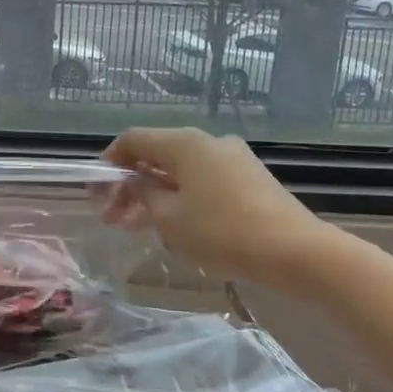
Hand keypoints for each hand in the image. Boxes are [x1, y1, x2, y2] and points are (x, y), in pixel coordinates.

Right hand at [100, 127, 330, 283]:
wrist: (296, 251)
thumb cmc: (223, 232)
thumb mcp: (170, 218)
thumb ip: (144, 194)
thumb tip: (135, 181)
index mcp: (184, 143)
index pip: (133, 140)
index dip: (109, 162)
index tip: (96, 192)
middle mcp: (207, 141)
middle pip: (156, 154)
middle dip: (130, 184)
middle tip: (112, 217)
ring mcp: (233, 158)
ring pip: (180, 170)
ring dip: (154, 193)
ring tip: (137, 227)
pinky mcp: (250, 178)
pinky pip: (203, 180)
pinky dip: (181, 196)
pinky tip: (175, 225)